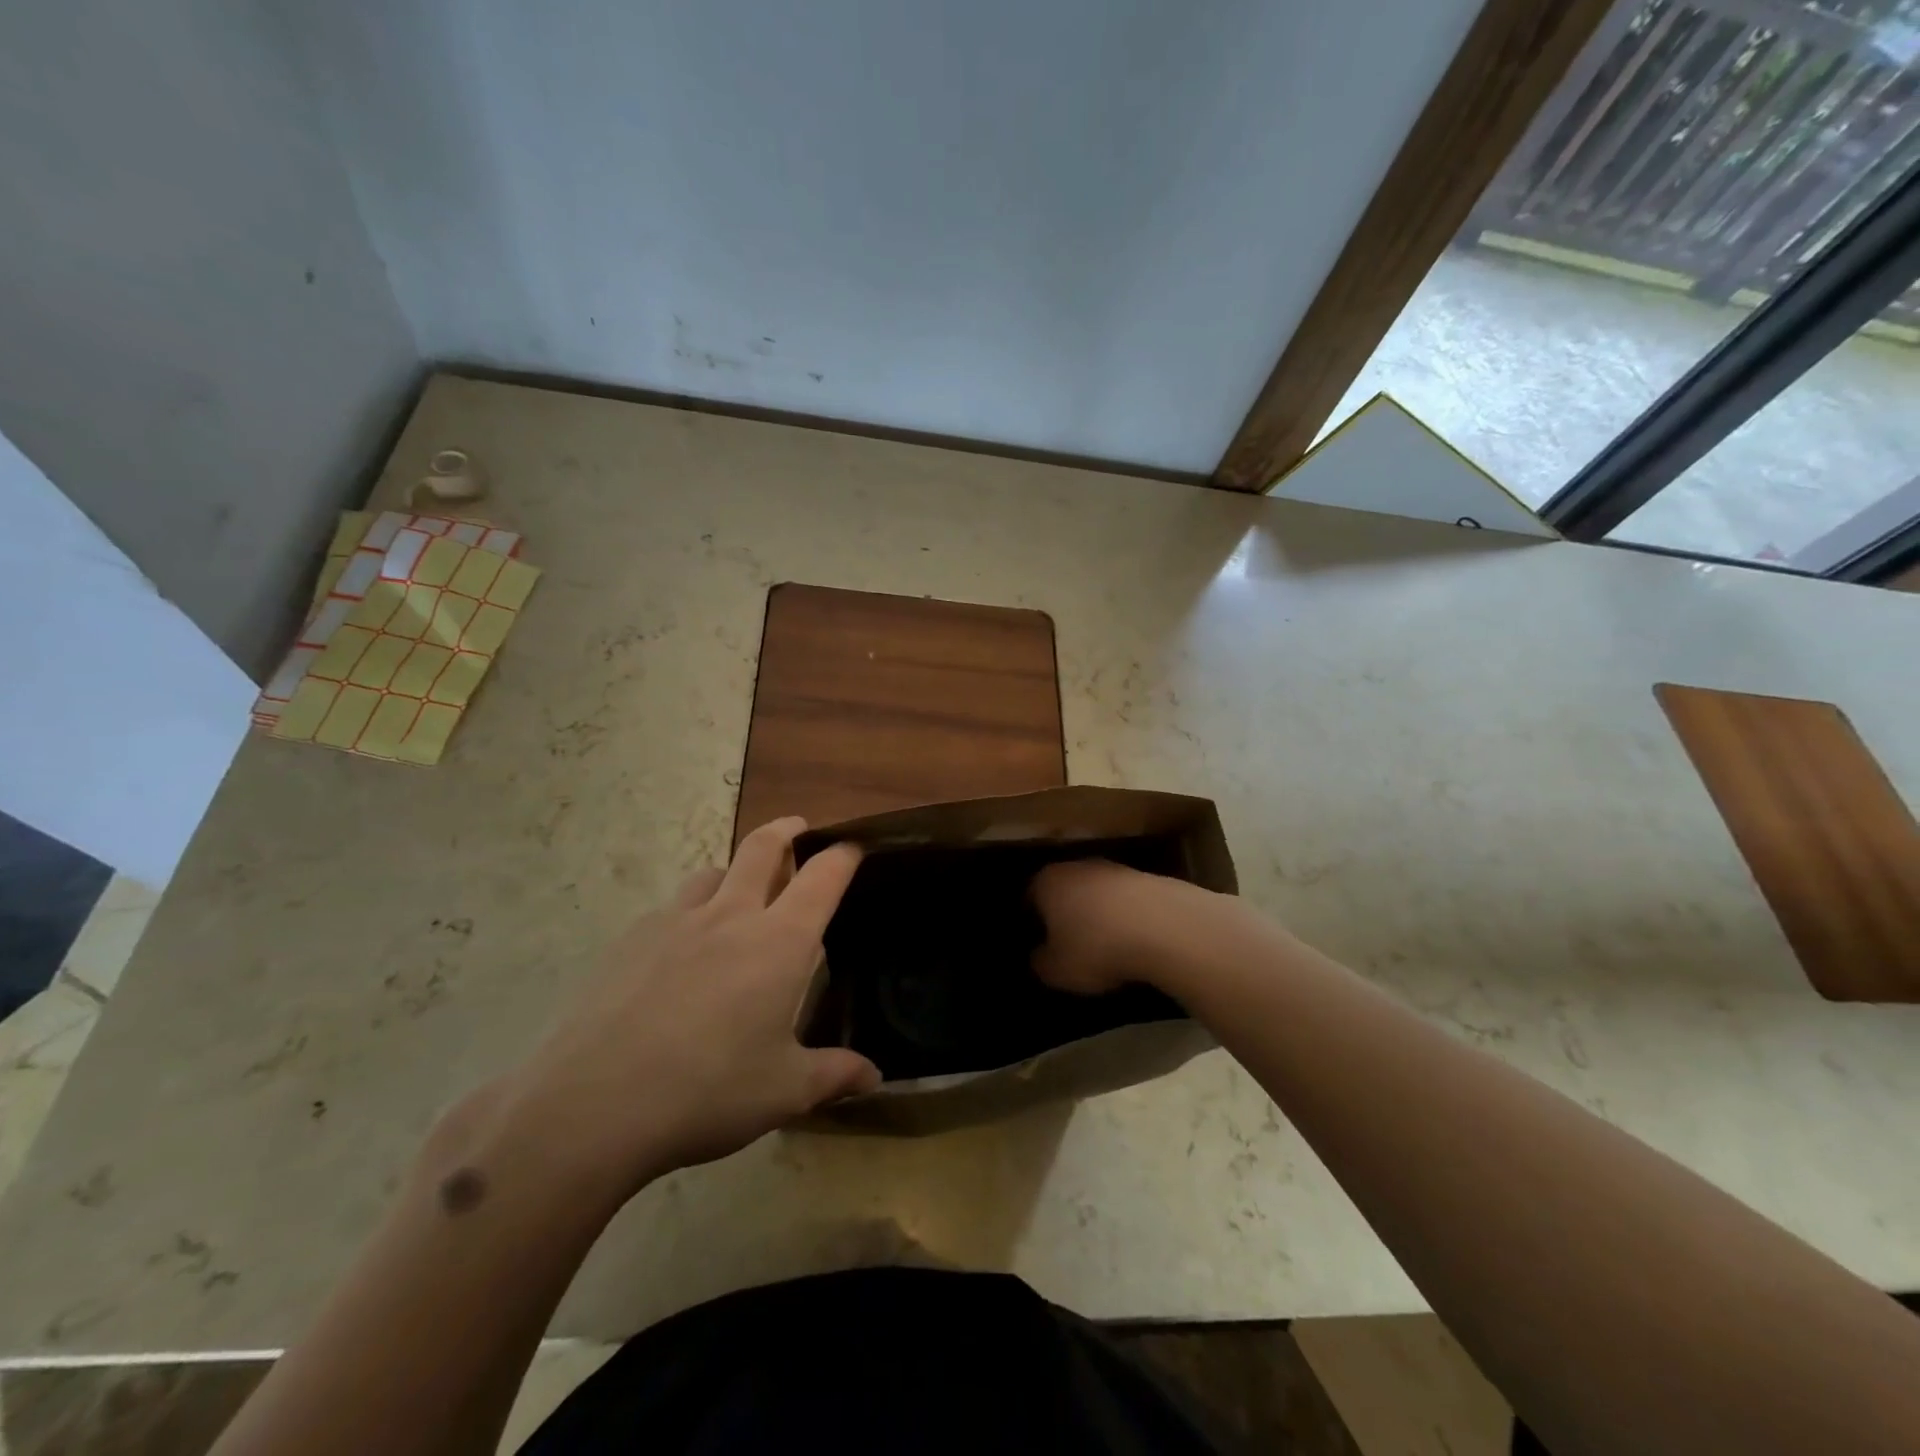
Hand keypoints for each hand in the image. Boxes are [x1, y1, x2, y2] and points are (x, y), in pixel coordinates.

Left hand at [490, 817, 878, 1205]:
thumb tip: (874, 1077)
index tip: (854, 849)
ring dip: (735, 870)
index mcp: (779, 942)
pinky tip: (682, 948)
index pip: (822, 878)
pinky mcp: (631, 939)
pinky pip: (672, 908)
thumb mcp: (784, 1091)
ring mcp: (676, 921)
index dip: (843, 856)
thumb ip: (834, 1075)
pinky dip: (691, 910)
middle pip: (761, 847)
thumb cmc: (708, 1092)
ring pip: (713, 872)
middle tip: (797, 828)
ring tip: (739, 889)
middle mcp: (731, 916)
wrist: (593, 1104)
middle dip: (786, 830)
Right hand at [1032, 859, 1219, 996]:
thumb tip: (1039, 957)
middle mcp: (1076, 866)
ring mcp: (1114, 868)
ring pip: (1095, 893)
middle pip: (1063, 890)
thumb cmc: (1097, 946)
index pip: (1029, 897)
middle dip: (1064, 914)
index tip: (1037, 944)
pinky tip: (1133, 940)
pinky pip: (1125, 901)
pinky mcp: (1147, 878)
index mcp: (1047, 881)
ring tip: (1105, 945)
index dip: (1031, 921)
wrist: (1165, 926)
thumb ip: (1040, 963)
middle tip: (1068, 944)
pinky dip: (1125, 917)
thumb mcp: (1057, 970)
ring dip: (1097, 914)